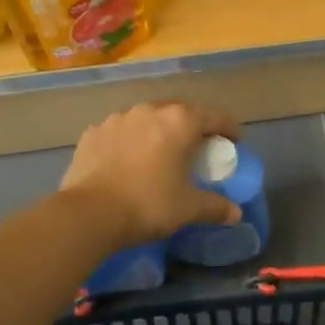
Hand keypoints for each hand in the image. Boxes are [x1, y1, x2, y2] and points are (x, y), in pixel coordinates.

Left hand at [59, 101, 243, 247]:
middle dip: (193, 126)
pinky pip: (121, 131)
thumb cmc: (148, 205)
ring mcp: (118, 119)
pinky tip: (128, 160)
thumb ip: (215, 207)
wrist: (88, 214)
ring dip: (159, 130)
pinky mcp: (93, 133)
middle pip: (181, 111)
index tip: (235, 141)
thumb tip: (237, 213)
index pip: (215, 116)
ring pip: (148, 118)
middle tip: (198, 146)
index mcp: (180, 122)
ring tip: (161, 152)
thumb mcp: (188, 209)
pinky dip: (131, 141)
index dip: (229, 128)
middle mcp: (150, 111)